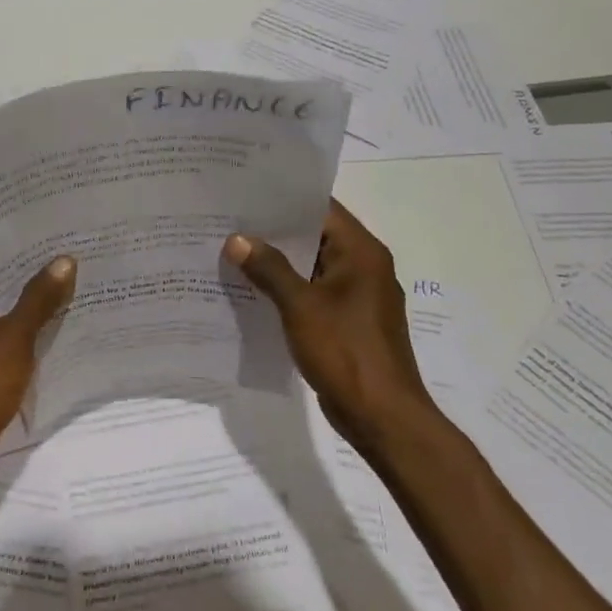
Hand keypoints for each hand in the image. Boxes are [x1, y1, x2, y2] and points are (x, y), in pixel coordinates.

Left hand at [0, 257, 77, 504]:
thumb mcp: (13, 338)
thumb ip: (39, 299)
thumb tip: (64, 260)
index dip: (19, 252)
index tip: (54, 241)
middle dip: (32, 284)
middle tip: (74, 265)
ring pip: (1, 322)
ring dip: (31, 315)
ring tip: (74, 294)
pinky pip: (3, 349)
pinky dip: (25, 343)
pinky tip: (59, 337)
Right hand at [224, 200, 435, 457]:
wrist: (382, 416)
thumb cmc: (346, 351)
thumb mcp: (301, 306)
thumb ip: (269, 269)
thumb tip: (237, 239)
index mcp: (362, 253)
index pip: (322, 209)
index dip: (284, 200)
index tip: (246, 194)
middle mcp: (364, 268)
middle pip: (315, 237)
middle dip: (274, 232)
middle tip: (229, 222)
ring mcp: (357, 297)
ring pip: (312, 268)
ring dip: (278, 264)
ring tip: (232, 252)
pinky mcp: (348, 323)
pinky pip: (313, 295)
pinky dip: (287, 291)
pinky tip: (252, 292)